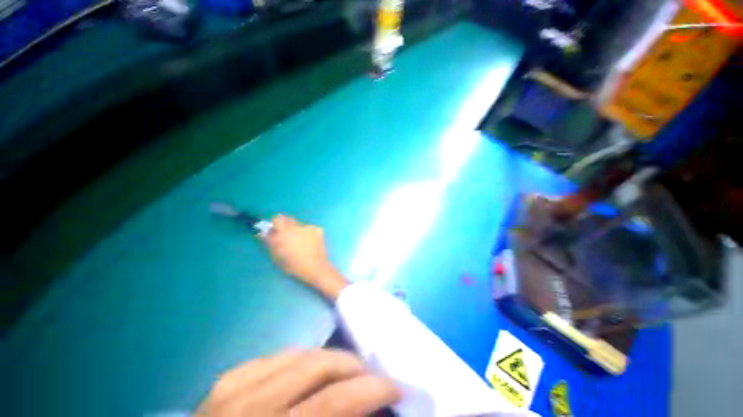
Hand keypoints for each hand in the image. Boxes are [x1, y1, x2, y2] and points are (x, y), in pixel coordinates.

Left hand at [198, 349, 400, 415]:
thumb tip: (369, 410)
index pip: (334, 402)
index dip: (372, 389)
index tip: (395, 387)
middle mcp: (251, 407)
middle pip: (318, 366)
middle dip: (354, 366)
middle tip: (371, 375)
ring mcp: (233, 388)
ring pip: (300, 353)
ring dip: (331, 359)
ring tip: (346, 370)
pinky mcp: (227, 380)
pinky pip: (278, 356)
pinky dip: (303, 358)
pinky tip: (311, 369)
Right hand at [262, 215, 347, 299]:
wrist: (316, 268)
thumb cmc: (294, 266)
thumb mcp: (277, 256)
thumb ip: (269, 241)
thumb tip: (262, 232)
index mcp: (284, 232)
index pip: (277, 218)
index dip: (275, 223)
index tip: (274, 230)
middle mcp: (297, 226)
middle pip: (288, 219)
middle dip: (286, 226)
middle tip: (287, 237)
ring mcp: (309, 227)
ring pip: (299, 224)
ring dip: (297, 230)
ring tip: (300, 243)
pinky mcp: (318, 229)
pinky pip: (310, 228)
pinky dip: (308, 233)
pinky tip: (310, 243)